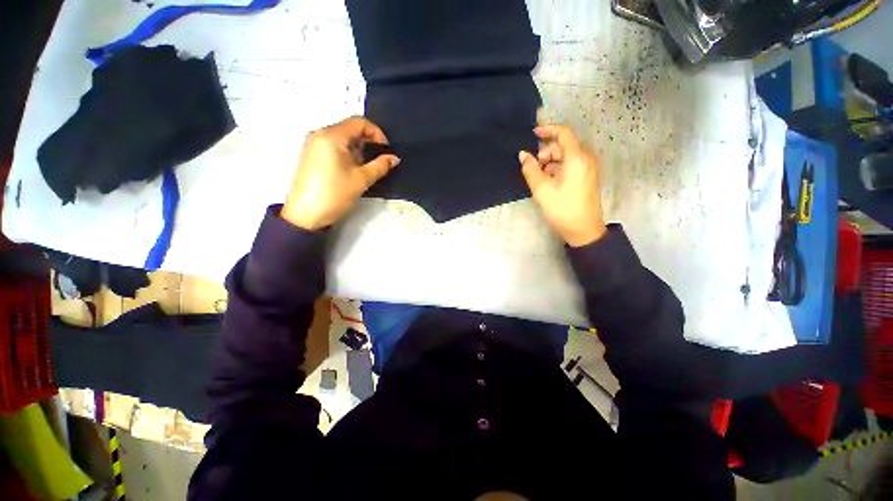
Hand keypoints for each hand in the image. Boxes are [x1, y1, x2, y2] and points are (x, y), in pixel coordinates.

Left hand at [282, 117, 399, 229]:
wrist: (306, 214)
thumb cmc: (335, 194)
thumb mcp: (362, 179)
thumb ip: (381, 166)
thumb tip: (394, 158)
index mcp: (332, 136)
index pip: (359, 122)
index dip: (377, 133)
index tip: (387, 149)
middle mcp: (320, 134)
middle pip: (350, 129)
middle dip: (368, 142)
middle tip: (380, 160)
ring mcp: (314, 144)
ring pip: (343, 138)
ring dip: (358, 149)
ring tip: (367, 167)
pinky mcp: (312, 155)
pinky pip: (334, 146)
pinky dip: (348, 153)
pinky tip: (353, 169)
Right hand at [519, 124, 605, 246]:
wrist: (583, 229)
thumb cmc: (562, 209)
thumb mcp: (542, 190)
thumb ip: (530, 169)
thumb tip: (523, 154)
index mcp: (576, 158)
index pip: (563, 133)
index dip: (547, 129)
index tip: (532, 134)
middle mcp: (585, 158)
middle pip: (562, 145)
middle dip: (545, 154)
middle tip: (534, 171)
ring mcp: (588, 167)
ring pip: (564, 156)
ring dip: (550, 163)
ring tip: (541, 181)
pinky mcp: (587, 175)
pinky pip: (569, 164)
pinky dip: (557, 169)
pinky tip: (550, 183)